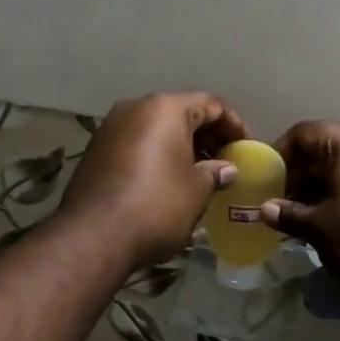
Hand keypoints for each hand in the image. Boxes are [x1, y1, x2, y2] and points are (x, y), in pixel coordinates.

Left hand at [58, 92, 247, 269]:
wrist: (93, 236)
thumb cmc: (157, 205)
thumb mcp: (196, 190)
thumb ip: (214, 172)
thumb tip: (226, 169)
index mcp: (165, 108)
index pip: (209, 103)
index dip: (232, 124)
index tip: (246, 147)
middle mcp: (135, 108)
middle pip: (180, 112)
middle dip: (205, 134)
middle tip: (225, 159)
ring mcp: (110, 128)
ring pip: (155, 128)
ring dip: (180, 145)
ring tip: (199, 172)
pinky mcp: (96, 151)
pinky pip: (136, 143)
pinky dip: (156, 154)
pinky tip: (168, 180)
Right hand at [261, 121, 339, 293]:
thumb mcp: (319, 228)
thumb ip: (289, 214)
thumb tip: (265, 210)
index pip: (305, 133)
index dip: (281, 152)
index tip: (266, 177)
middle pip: (325, 150)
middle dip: (300, 174)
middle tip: (280, 201)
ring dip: (321, 189)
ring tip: (302, 216)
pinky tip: (332, 225)